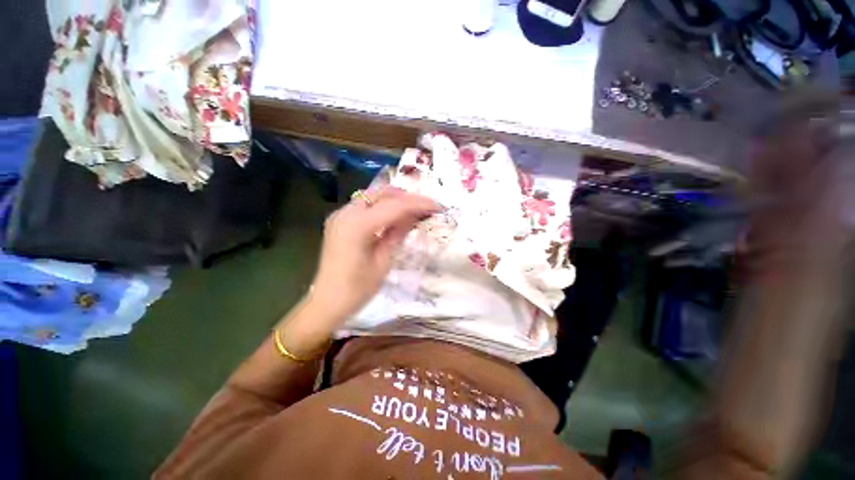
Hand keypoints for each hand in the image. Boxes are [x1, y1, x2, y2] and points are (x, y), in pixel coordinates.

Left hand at [308, 187, 440, 322]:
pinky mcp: (339, 220)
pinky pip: (364, 205)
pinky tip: (394, 215)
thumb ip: (398, 233)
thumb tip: (416, 215)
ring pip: (372, 196)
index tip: (437, 206)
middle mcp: (346, 213)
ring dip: (394, 199)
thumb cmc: (357, 289)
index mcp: (358, 225)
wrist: (327, 302)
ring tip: (413, 209)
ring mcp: (340, 215)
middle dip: (406, 197)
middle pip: (382, 194)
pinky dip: (382, 206)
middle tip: (426, 207)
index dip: (418, 204)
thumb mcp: (384, 261)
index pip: (395, 206)